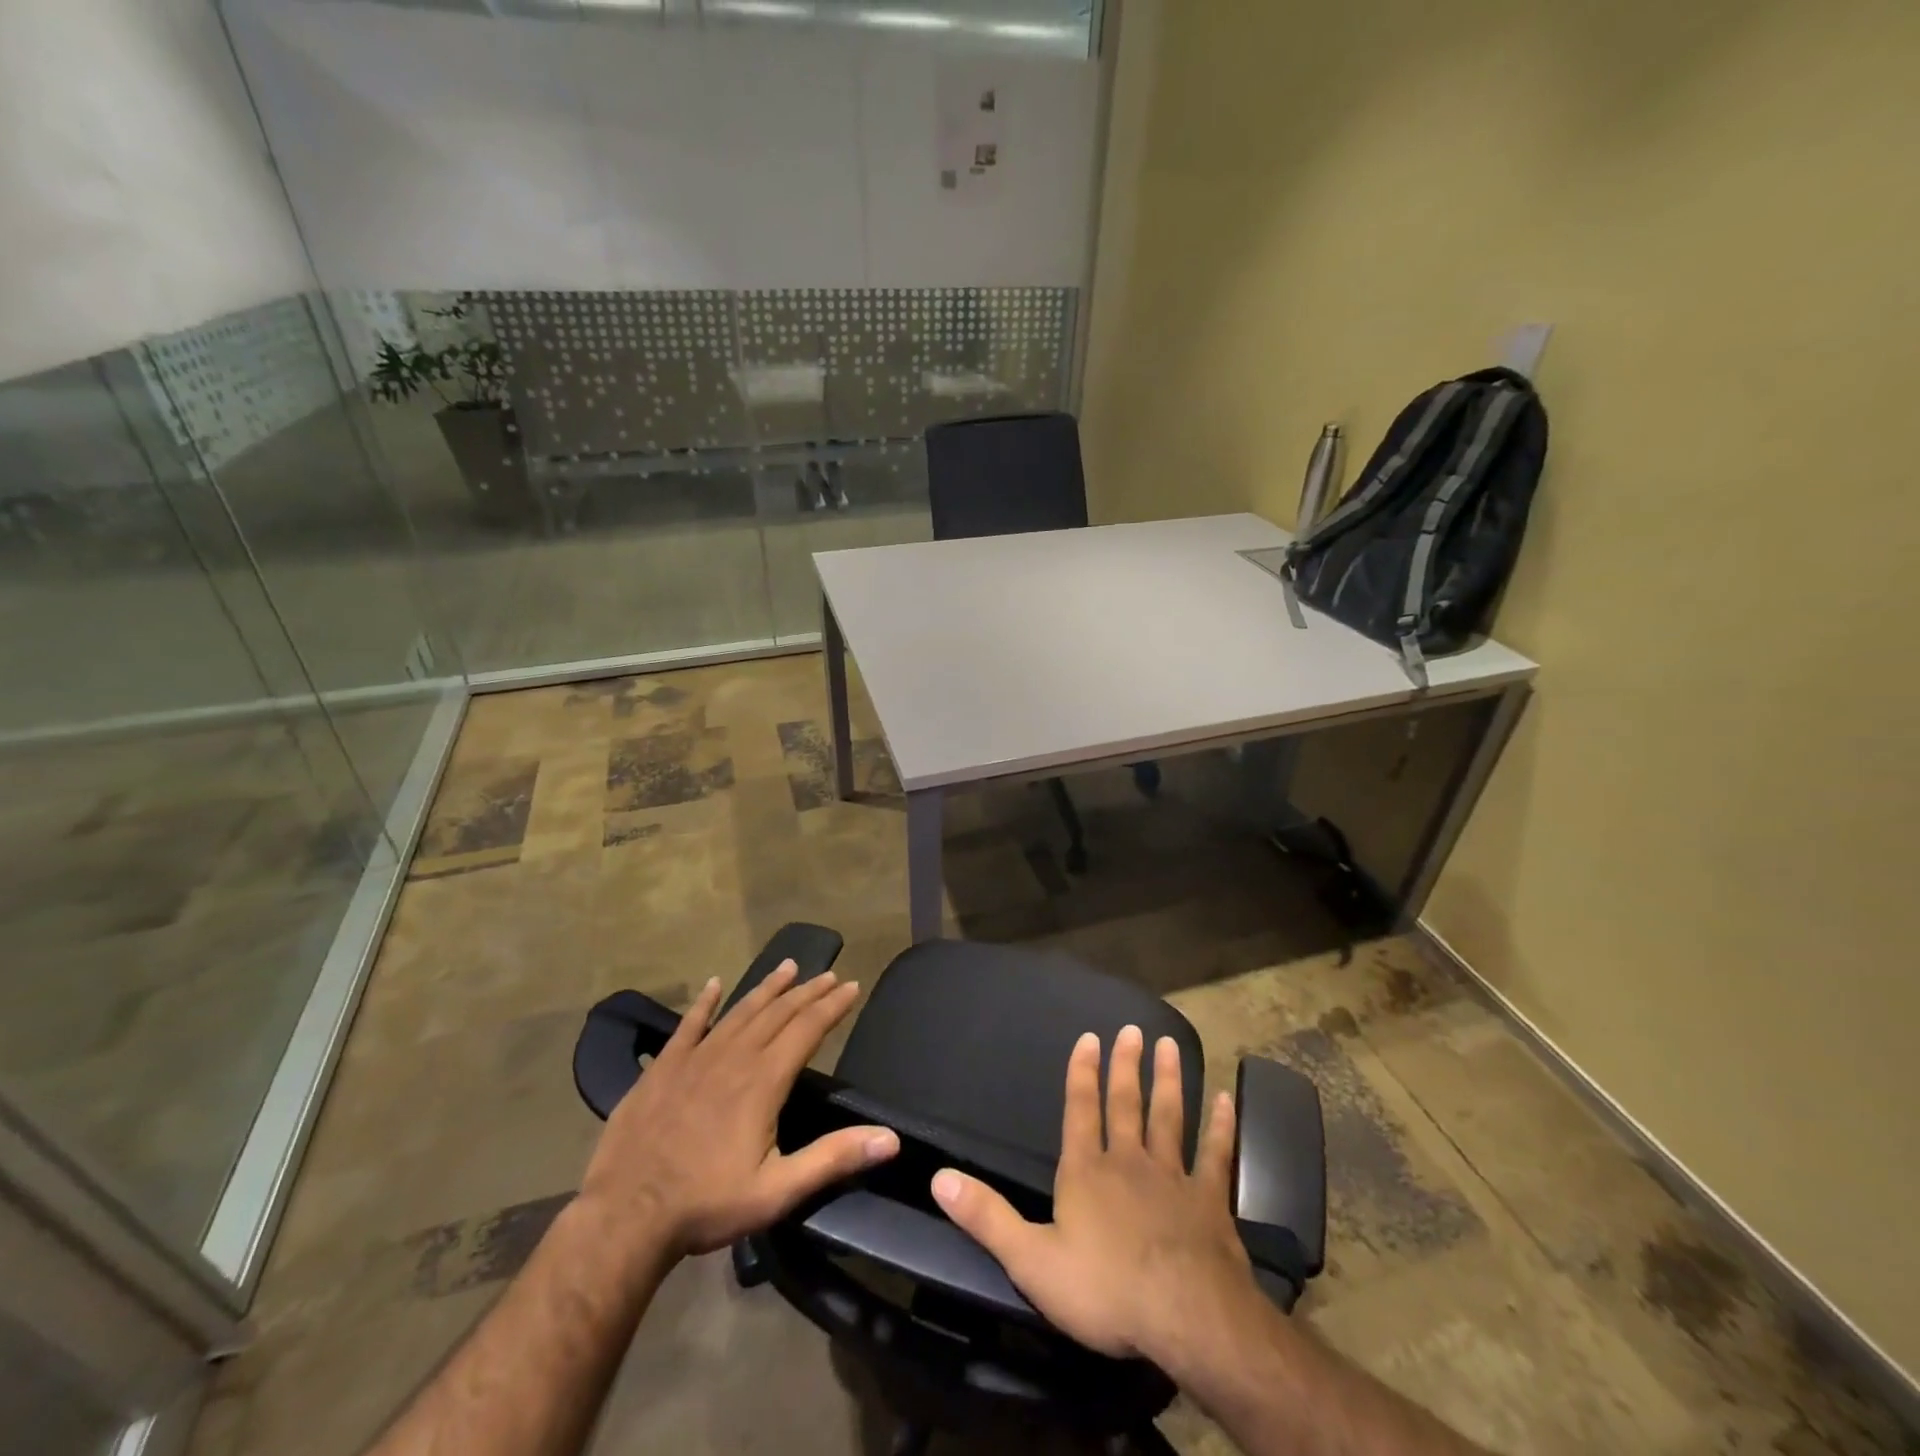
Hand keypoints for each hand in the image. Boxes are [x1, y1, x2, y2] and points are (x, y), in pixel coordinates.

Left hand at [580, 962, 900, 1260]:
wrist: (625, 1216)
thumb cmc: (707, 1204)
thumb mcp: (778, 1190)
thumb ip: (834, 1158)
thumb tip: (891, 1138)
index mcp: (764, 1081)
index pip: (807, 1029)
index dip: (833, 1006)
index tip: (852, 985)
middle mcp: (734, 1057)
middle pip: (778, 1013)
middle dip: (807, 992)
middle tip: (829, 974)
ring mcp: (695, 1058)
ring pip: (740, 1011)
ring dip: (767, 988)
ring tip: (788, 966)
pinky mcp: (663, 1068)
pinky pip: (689, 1025)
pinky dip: (704, 1003)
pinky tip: (714, 984)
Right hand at [931, 1024, 1258, 1368]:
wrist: (1186, 1318)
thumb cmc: (1104, 1289)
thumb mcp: (1031, 1259)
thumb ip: (986, 1216)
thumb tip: (939, 1176)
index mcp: (1086, 1171)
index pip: (1080, 1110)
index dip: (1082, 1073)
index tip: (1090, 1037)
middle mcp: (1128, 1161)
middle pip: (1126, 1103)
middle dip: (1127, 1065)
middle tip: (1133, 1029)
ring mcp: (1173, 1177)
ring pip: (1169, 1117)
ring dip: (1169, 1080)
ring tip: (1170, 1045)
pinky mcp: (1210, 1200)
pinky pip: (1215, 1155)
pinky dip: (1221, 1127)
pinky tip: (1226, 1100)